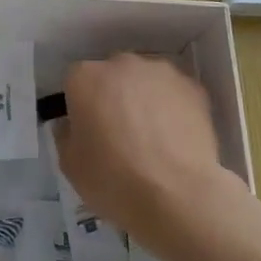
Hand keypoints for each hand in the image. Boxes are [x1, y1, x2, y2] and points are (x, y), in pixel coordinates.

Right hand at [57, 54, 237, 239]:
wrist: (177, 196)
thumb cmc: (113, 180)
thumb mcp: (69, 165)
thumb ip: (66, 134)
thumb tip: (73, 125)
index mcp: (85, 78)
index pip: (75, 82)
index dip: (80, 106)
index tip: (88, 131)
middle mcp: (122, 64)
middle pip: (112, 75)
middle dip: (113, 96)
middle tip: (120, 133)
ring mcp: (161, 72)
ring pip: (145, 81)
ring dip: (144, 99)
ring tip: (153, 137)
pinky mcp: (194, 87)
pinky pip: (174, 93)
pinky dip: (172, 108)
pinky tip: (175, 139)